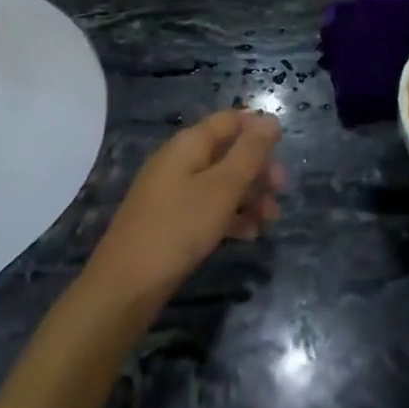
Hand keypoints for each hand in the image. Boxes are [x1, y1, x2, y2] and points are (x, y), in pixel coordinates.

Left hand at [87, 112, 284, 308]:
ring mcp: (172, 191)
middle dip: (257, 167)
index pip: (230, 120)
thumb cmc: (178, 228)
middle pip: (227, 151)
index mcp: (189, 143)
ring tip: (270, 219)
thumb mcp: (222, 188)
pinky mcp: (169, 220)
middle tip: (281, 189)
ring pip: (219, 182)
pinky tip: (248, 234)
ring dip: (248, 195)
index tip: (284, 148)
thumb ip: (249, 153)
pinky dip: (229, 215)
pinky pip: (207, 207)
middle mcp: (179, 160)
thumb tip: (270, 120)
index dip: (258, 128)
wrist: (124, 287)